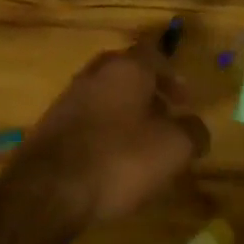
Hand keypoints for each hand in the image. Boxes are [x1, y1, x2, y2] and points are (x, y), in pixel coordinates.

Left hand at [13, 38, 209, 224]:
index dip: (172, 76)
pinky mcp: (50, 127)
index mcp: (125, 69)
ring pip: (105, 96)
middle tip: (165, 117)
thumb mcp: (173, 149)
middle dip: (148, 92)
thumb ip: (193, 132)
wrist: (48, 189)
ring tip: (142, 144)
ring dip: (125, 113)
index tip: (184, 101)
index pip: (153, 54)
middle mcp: (94, 75)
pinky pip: (86, 121)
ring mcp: (67, 100)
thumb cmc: (119, 160)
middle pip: (126, 73)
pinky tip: (111, 160)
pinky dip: (103, 132)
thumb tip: (196, 128)